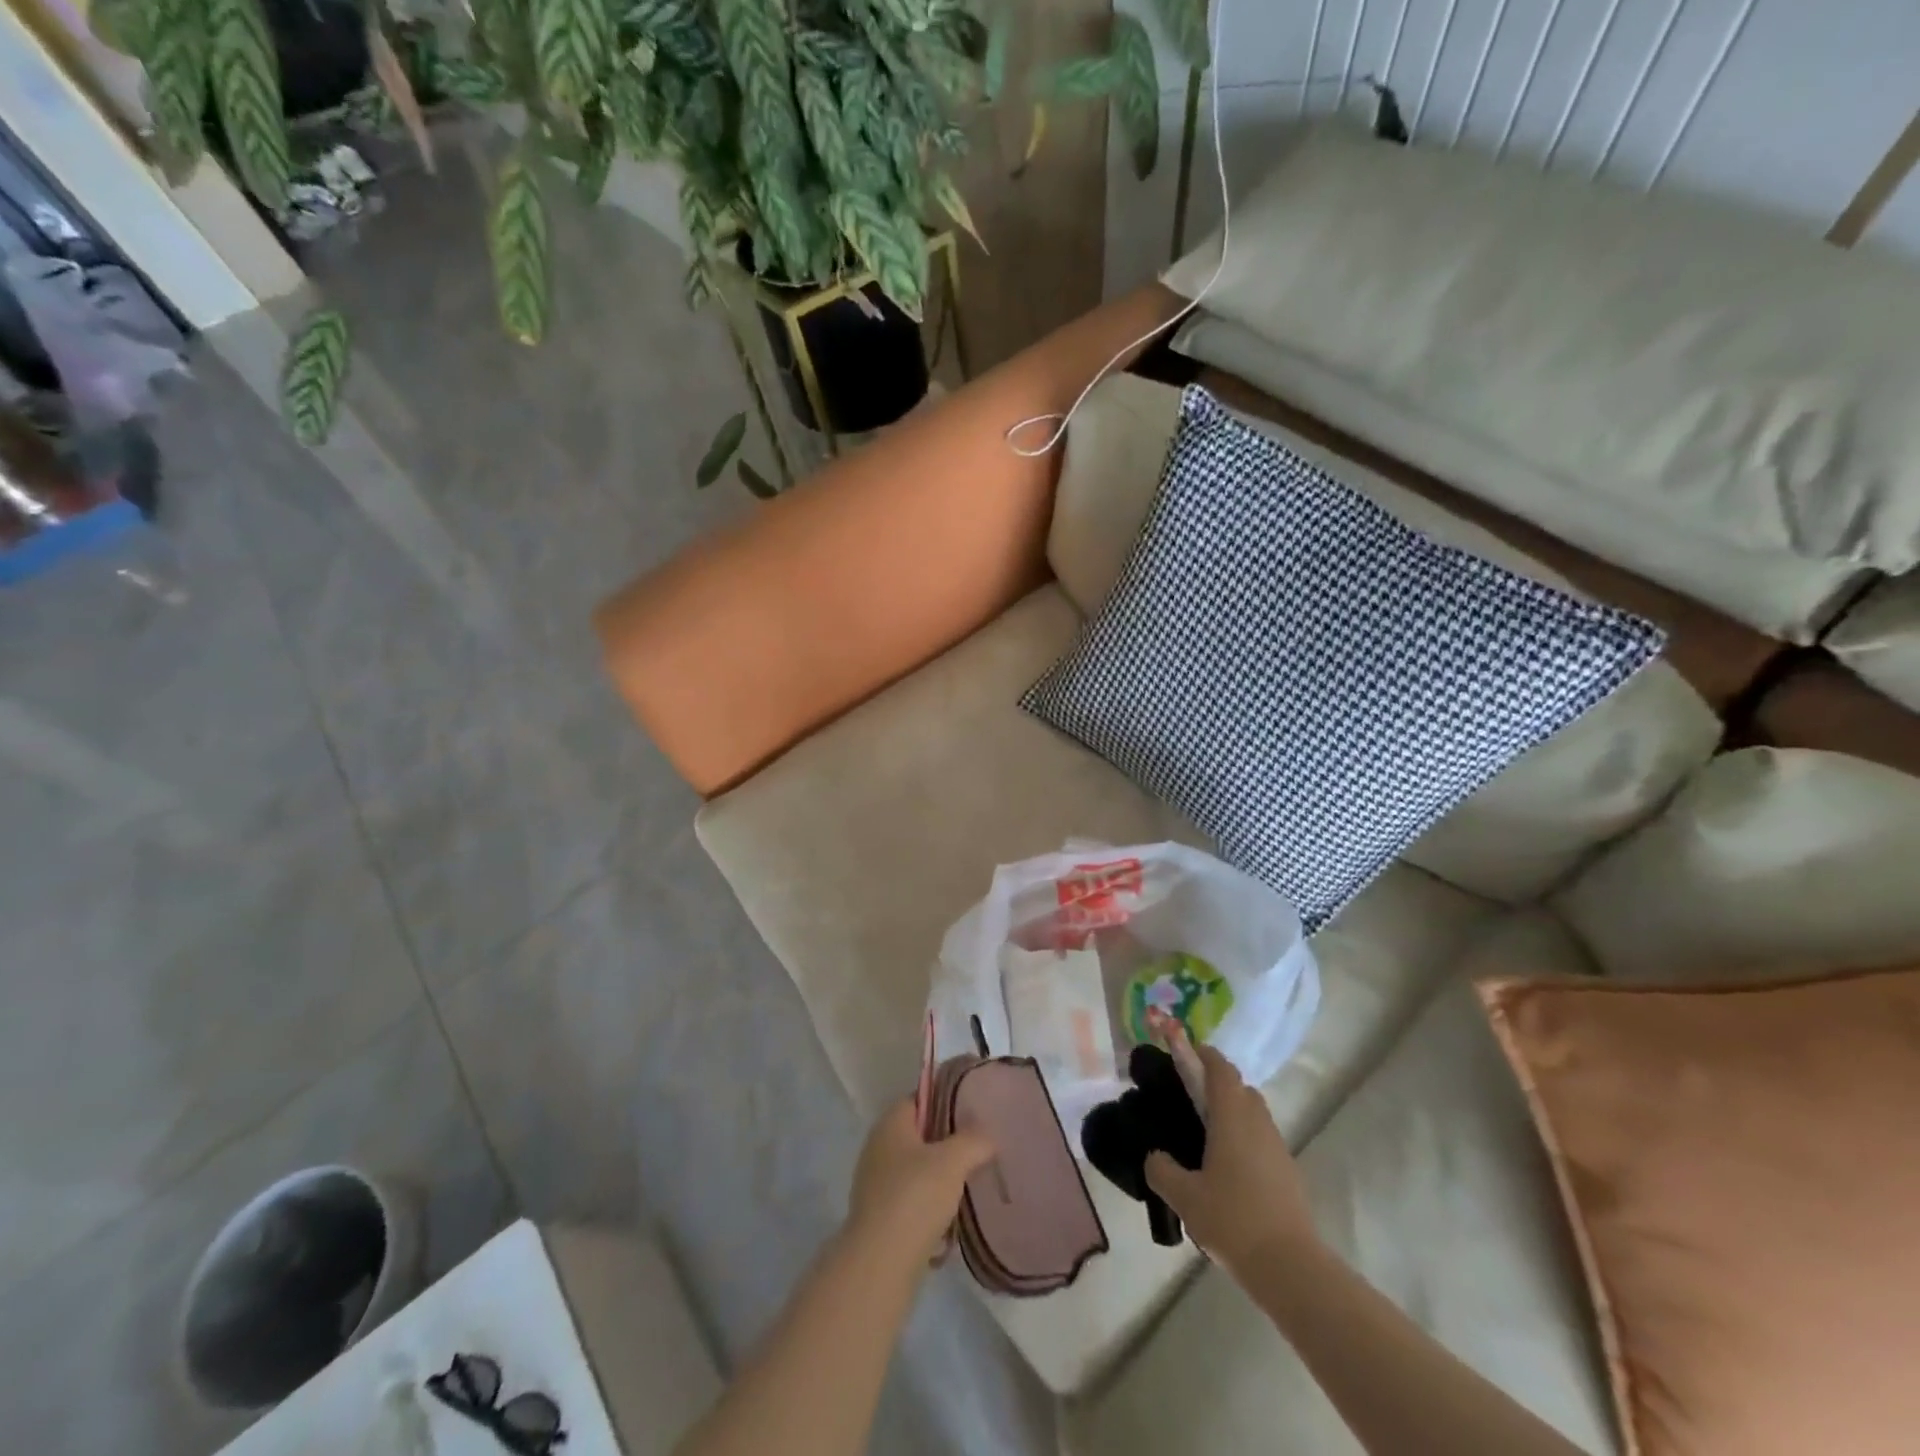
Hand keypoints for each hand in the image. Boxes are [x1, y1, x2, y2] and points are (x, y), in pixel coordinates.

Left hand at [847, 1100, 993, 1267]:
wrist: (880, 1264)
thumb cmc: (915, 1197)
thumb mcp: (953, 1161)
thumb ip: (974, 1141)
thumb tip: (987, 1135)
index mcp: (891, 1124)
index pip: (919, 1098)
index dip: (945, 1101)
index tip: (972, 1113)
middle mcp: (878, 1148)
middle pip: (918, 1135)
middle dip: (946, 1144)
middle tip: (977, 1150)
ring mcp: (875, 1184)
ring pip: (915, 1171)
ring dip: (939, 1179)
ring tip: (969, 1187)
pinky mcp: (879, 1218)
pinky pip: (910, 1202)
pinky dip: (929, 1208)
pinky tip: (950, 1222)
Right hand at [1145, 1043, 1318, 1276]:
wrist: (1290, 1267)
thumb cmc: (1233, 1219)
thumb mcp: (1183, 1196)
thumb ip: (1161, 1169)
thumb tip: (1155, 1156)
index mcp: (1232, 1116)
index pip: (1220, 1068)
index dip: (1203, 1054)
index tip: (1184, 1052)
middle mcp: (1258, 1122)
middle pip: (1239, 1088)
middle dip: (1216, 1084)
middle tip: (1189, 1098)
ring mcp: (1277, 1147)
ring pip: (1253, 1114)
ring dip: (1231, 1113)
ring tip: (1204, 1136)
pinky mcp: (1287, 1172)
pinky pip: (1261, 1140)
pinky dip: (1244, 1139)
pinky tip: (1226, 1169)